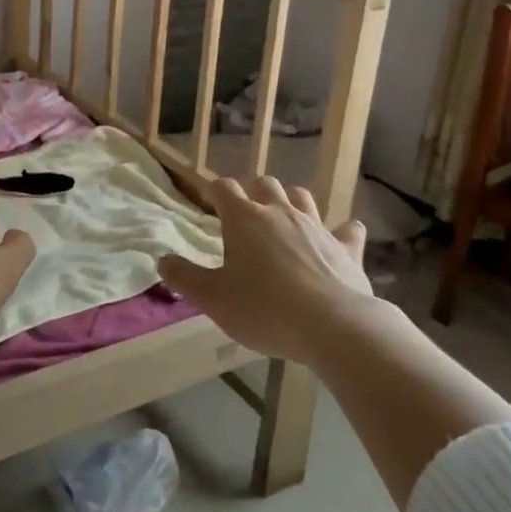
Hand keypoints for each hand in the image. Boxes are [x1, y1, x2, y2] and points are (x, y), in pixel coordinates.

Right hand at [157, 176, 380, 365]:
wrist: (334, 327)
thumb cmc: (264, 309)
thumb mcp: (213, 299)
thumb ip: (185, 277)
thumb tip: (162, 260)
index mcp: (244, 219)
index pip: (223, 188)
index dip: (214, 192)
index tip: (210, 205)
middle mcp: (280, 212)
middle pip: (265, 183)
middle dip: (253, 192)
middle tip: (246, 216)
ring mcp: (317, 226)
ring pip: (302, 197)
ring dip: (291, 202)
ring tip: (285, 221)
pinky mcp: (347, 248)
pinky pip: (348, 229)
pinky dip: (342, 231)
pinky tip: (340, 239)